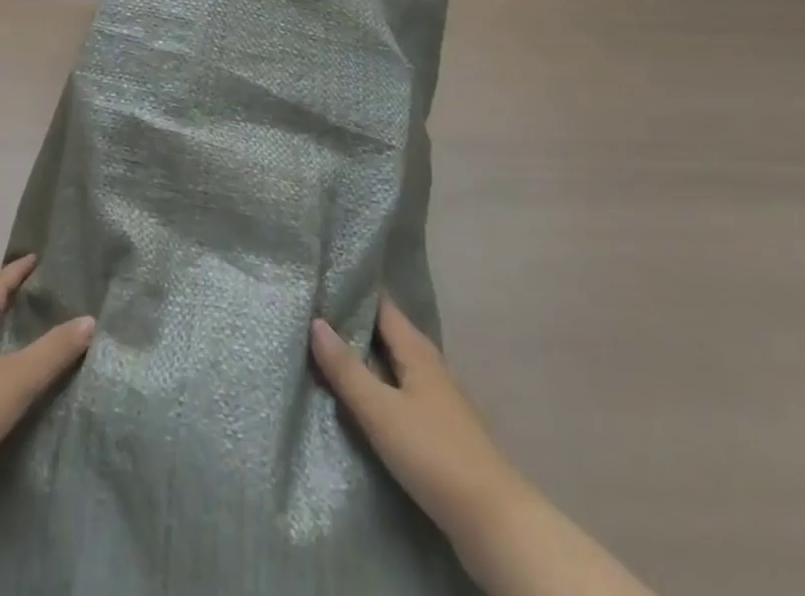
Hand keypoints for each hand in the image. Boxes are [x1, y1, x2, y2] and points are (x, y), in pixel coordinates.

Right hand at [310, 296, 514, 541]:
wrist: (493, 521)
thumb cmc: (433, 454)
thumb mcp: (380, 411)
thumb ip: (346, 369)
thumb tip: (315, 321)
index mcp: (416, 349)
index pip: (381, 305)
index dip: (352, 292)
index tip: (319, 283)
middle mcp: (428, 363)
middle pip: (386, 333)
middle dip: (353, 324)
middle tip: (311, 314)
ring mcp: (436, 396)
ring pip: (392, 363)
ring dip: (364, 356)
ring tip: (325, 351)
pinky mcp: (438, 427)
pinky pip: (399, 389)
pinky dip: (377, 384)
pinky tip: (359, 396)